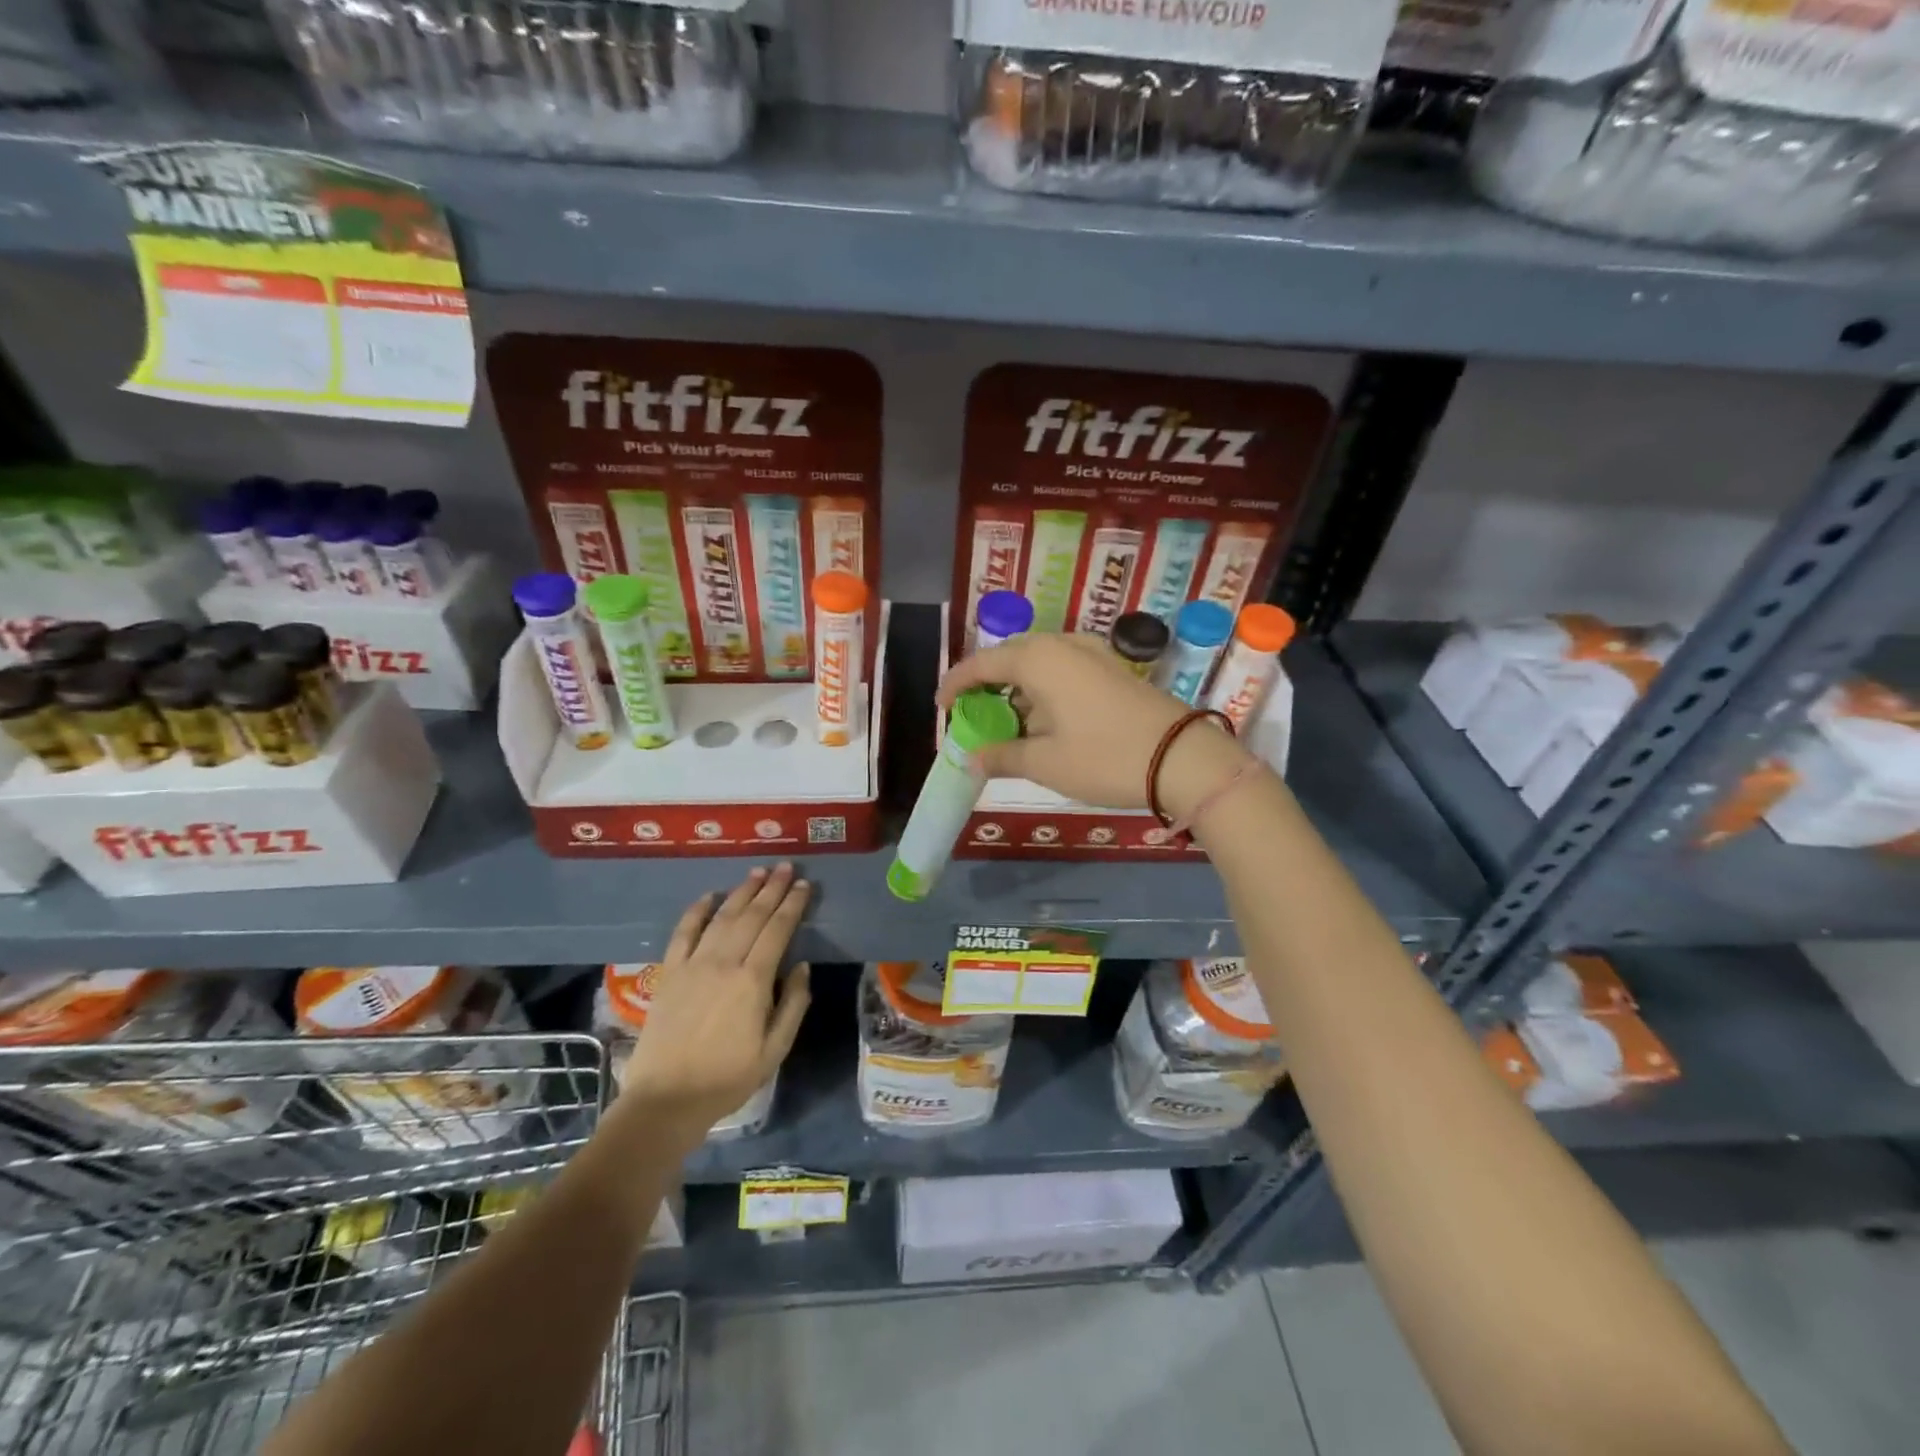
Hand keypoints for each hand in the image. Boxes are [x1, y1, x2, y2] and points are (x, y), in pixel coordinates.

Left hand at [617, 864, 811, 1141]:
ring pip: (722, 917)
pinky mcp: (670, 973)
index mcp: (753, 981)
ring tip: (758, 872)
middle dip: (772, 888)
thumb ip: (794, 1004)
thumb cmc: (728, 1078)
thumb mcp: (775, 1049)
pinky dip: (696, 911)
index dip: (793, 905)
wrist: (666, 1100)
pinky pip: (683, 933)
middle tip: (786, 867)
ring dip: (742, 892)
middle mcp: (724, 962)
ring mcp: (693, 965)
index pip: (778, 930)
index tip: (804, 886)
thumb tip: (802, 966)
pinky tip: (709, 895)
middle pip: (752, 915)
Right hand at [935, 633, 1250, 814]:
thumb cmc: (1104, 757)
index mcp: (1037, 659)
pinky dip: (1044, 692)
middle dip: (987, 687)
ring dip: (1018, 691)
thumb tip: (972, 758)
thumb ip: (1001, 756)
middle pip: (1010, 659)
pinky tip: (1046, 721)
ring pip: (1039, 665)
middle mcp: (1062, 645)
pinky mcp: (1113, 669)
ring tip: (1008, 724)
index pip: (981, 664)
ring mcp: (1092, 653)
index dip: (955, 684)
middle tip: (973, 716)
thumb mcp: (1044, 763)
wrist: (1184, 758)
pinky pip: (1063, 671)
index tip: (940, 707)